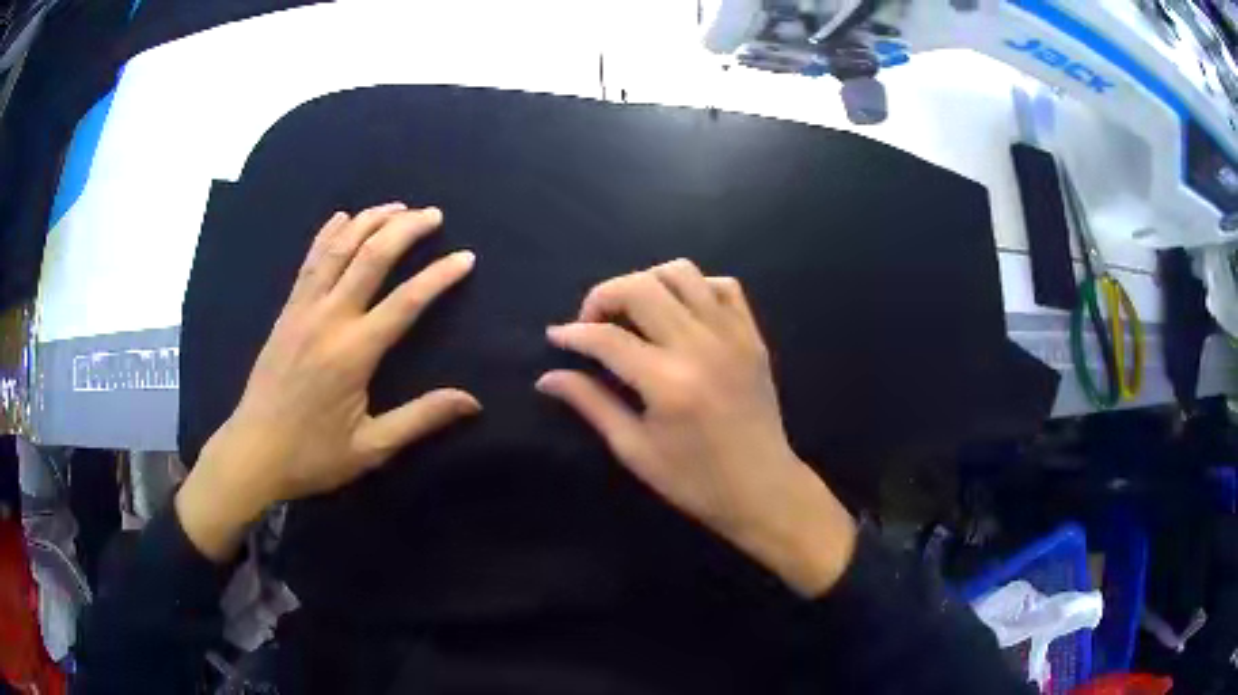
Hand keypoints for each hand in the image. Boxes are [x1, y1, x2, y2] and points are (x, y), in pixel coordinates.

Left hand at [177, 203, 479, 560]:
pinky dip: (328, 234)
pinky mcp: (286, 311)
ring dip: (369, 221)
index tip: (465, 257)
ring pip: (339, 249)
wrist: (253, 452)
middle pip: (370, 257)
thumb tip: (472, 402)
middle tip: (432, 215)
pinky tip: (342, 217)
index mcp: (353, 353)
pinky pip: (310, 261)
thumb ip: (421, 419)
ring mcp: (303, 309)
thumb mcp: (372, 447)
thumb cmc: (313, 455)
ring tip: (397, 207)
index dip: (439, 275)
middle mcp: (328, 319)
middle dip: (405, 229)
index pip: (406, 301)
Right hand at [536, 260, 855, 596]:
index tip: (556, 337)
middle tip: (592, 323)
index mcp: (667, 383)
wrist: (762, 488)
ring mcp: (732, 335)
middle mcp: (700, 347)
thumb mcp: (634, 449)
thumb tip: (547, 378)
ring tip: (633, 312)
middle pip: (641, 288)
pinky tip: (680, 312)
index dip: (573, 333)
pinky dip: (695, 287)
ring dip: (646, 282)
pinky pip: (723, 286)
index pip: (607, 338)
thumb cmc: (694, 480)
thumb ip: (591, 404)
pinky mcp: (753, 335)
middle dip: (603, 295)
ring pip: (681, 273)